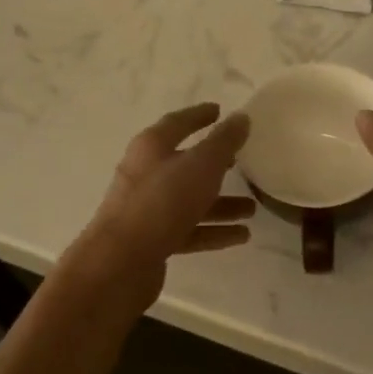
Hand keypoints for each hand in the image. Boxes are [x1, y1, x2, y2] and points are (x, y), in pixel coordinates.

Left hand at [71, 104, 254, 304]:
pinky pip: (189, 230)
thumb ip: (224, 141)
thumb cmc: (162, 202)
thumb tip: (241, 117)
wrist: (120, 262)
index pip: (178, 123)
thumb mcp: (202, 165)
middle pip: (185, 164)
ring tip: (252, 209)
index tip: (219, 110)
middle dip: (215, 164)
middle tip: (242, 162)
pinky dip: (214, 231)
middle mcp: (146, 174)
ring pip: (190, 200)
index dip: (199, 115)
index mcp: (152, 147)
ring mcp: (147, 209)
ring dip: (221, 204)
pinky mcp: (152, 240)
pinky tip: (241, 236)